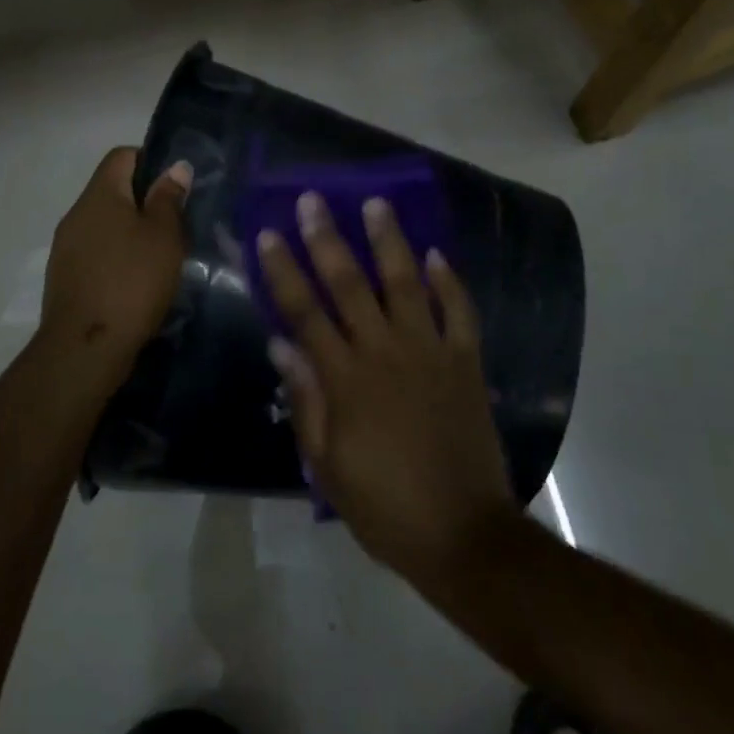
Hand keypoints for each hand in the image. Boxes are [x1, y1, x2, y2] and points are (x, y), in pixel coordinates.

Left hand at [40, 147, 191, 366]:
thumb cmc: (132, 281)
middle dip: (143, 200)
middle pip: (112, 190)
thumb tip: (175, 167)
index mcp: (100, 194)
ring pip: (104, 224)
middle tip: (175, 224)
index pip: (122, 155)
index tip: (176, 185)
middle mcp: (76, 213)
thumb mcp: (164, 236)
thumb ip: (168, 198)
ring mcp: (66, 246)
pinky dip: (116, 256)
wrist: (85, 346)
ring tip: (159, 255)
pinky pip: (95, 251)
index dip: (150, 160)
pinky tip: (136, 281)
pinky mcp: (65, 276)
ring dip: (130, 231)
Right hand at [256, 191, 516, 584]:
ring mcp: (430, 353)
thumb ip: (305, 400)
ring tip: (376, 204)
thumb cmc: (384, 505)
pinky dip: (449, 282)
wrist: (463, 534)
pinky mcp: (466, 363)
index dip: (283, 270)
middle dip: (327, 238)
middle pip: (350, 285)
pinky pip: (459, 313)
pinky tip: (436, 254)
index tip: (268, 234)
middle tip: (313, 199)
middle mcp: (385, 353)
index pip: (305, 312)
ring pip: (405, 284)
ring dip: (389, 241)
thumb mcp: (326, 465)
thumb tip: (280, 344)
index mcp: (346, 379)